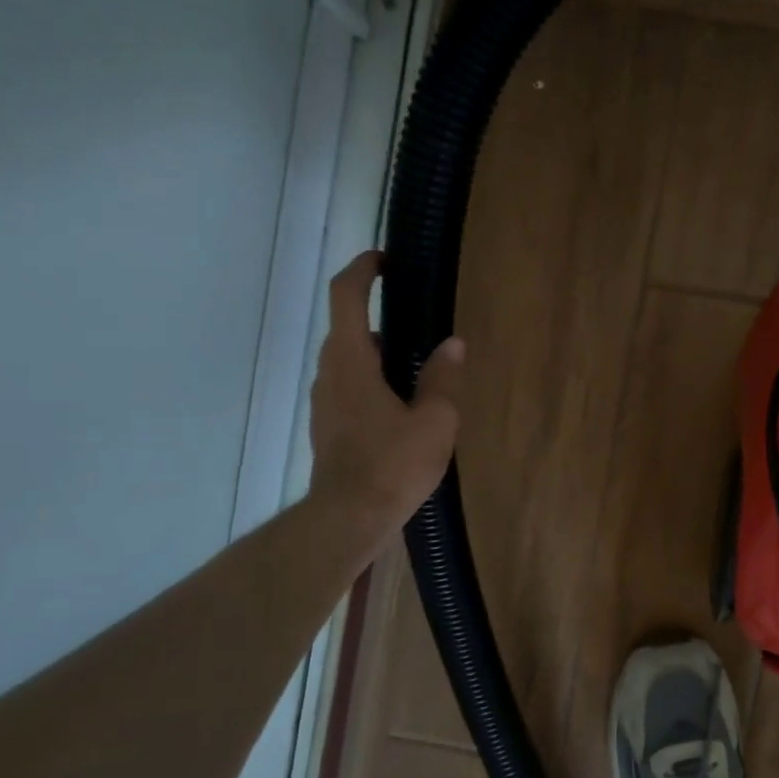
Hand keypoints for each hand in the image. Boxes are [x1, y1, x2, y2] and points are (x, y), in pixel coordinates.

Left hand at [308, 251, 463, 528]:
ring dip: (379, 353)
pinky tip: (403, 407)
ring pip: (349, 361)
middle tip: (420, 324)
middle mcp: (330, 373)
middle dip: (380, 317)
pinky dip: (373, 380)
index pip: (346, 296)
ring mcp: (325, 402)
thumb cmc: (393, 464)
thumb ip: (442, 377)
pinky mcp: (329, 426)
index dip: (363, 269)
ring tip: (420, 370)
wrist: (349, 518)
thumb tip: (452, 344)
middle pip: (348, 328)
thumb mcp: (434, 420)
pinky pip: (349, 386)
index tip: (385, 260)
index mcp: (352, 360)